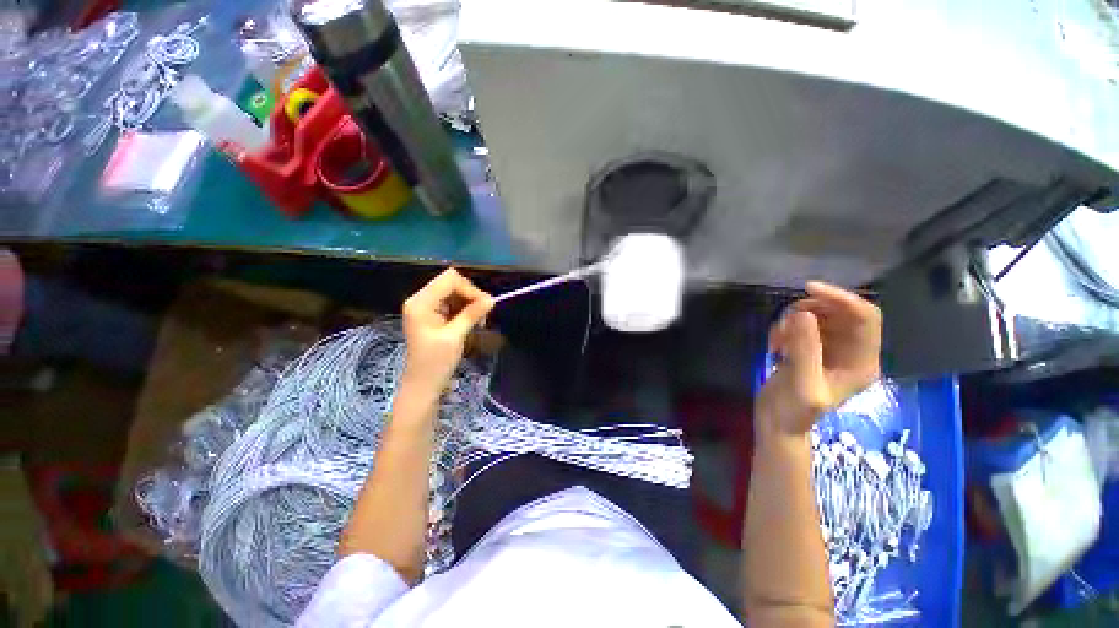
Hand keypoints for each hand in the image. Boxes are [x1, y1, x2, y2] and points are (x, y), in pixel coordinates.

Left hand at [401, 268, 493, 395]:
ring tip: (478, 322)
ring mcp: (426, 307)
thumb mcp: (455, 337)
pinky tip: (471, 323)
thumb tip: (491, 299)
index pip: (449, 280)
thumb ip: (472, 315)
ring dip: (470, 304)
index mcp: (421, 303)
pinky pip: (453, 303)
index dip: (470, 289)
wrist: (423, 384)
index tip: (485, 306)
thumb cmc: (436, 363)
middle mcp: (421, 300)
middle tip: (483, 316)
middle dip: (471, 296)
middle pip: (452, 283)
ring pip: (454, 293)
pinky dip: (465, 310)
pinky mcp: (432, 314)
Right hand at [756, 281, 881, 439]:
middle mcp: (852, 351)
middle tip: (785, 320)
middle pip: (842, 312)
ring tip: (777, 339)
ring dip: (795, 320)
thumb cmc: (794, 411)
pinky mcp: (812, 349)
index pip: (865, 317)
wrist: (777, 423)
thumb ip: (805, 348)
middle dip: (812, 310)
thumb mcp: (802, 382)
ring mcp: (831, 350)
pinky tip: (775, 344)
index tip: (808, 289)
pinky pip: (803, 325)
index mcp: (862, 362)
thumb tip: (803, 313)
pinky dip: (786, 328)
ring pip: (820, 316)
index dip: (841, 299)